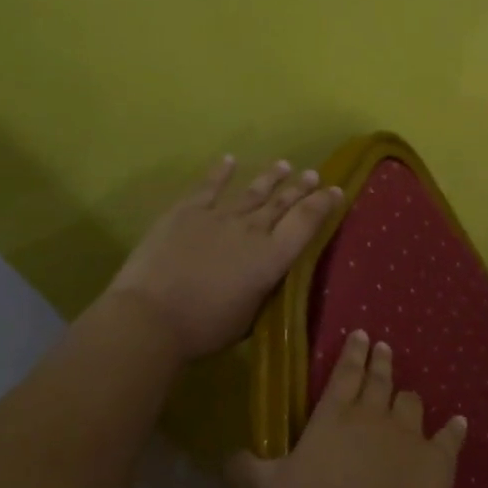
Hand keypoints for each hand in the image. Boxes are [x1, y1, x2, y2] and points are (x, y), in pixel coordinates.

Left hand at [101, 156, 341, 360]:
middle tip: (313, 174)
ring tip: (284, 165)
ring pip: (251, 192)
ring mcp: (218, 216)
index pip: (306, 222)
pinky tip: (229, 160)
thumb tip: (269, 276)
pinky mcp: (186, 212)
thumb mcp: (251, 316)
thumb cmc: (205, 327)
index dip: (323, 204)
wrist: (151, 316)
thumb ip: (264, 290)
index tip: (336, 190)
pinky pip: (208, 187)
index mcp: (272, 257)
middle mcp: (252, 230)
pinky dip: (220, 172)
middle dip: (300, 188)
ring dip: (270, 178)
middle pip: (282, 203)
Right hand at [228, 330, 467, 487]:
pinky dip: (453, 429)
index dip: (351, 354)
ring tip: (408, 392)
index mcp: (334, 417)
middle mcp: (373, 416)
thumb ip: (248, 471)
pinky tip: (458, 422)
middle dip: (380, 362)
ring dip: (408, 396)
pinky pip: (449, 436)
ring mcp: (409, 435)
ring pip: (411, 403)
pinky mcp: (438, 459)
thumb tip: (224, 454)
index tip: (361, 335)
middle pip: (379, 380)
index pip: (343, 375)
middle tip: (383, 347)